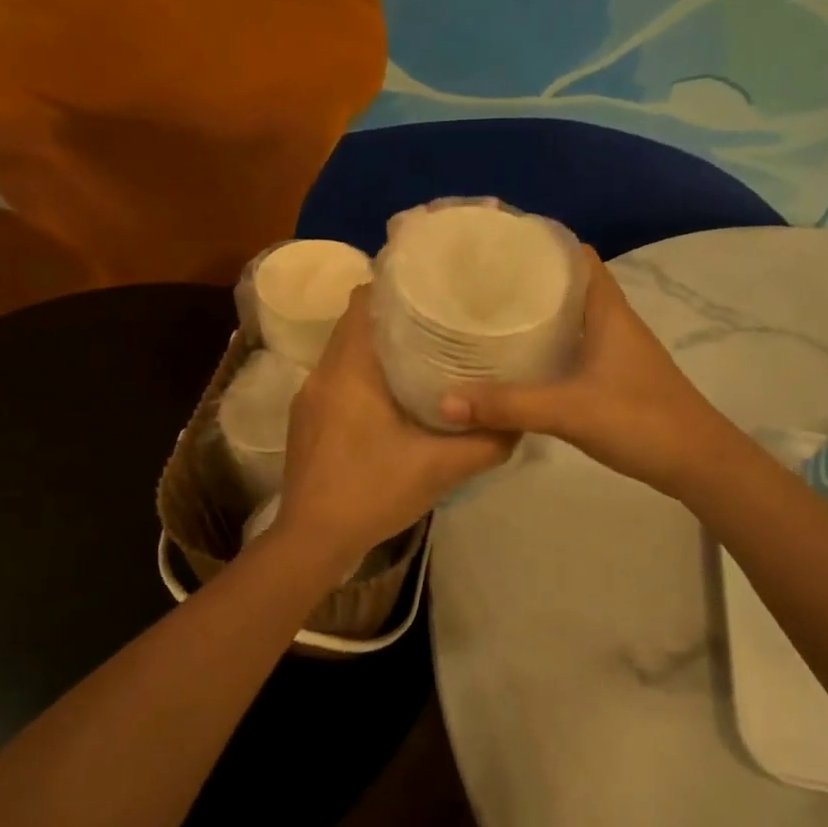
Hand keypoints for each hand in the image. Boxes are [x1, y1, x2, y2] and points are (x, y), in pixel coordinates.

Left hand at [276, 286, 515, 570]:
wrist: (312, 541)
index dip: (394, 285)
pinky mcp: (307, 420)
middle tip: (441, 319)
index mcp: (349, 370)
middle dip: (395, 316)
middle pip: (356, 323)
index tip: (433, 286)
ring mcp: (309, 398)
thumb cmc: (372, 492)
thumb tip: (521, 421)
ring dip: (380, 347)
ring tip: (425, 352)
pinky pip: (339, 378)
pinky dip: (366, 374)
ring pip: (346, 352)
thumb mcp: (441, 469)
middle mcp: (323, 374)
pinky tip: (395, 396)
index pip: (362, 300)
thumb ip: (486, 443)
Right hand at [438, 248, 730, 497]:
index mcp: (607, 311)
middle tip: (480, 280)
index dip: (541, 243)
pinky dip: (547, 345)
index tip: (498, 242)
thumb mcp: (569, 410)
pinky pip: (574, 347)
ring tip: (489, 313)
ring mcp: (616, 351)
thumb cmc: (640, 420)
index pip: (576, 256)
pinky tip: (519, 361)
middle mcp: (612, 322)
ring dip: (537, 313)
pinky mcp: (614, 378)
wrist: (698, 463)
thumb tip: (445, 400)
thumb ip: (508, 405)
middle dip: (529, 278)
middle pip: (568, 285)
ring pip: (571, 318)